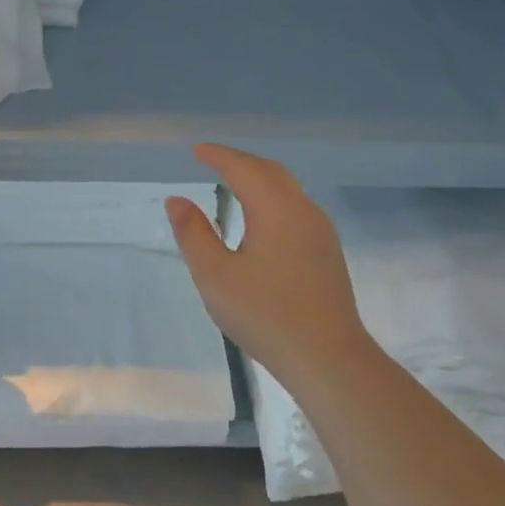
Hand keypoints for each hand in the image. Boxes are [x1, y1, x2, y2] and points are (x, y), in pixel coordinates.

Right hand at [165, 144, 370, 383]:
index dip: (218, 156)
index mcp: (276, 210)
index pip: (243, 169)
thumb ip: (193, 234)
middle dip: (241, 161)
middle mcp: (303, 211)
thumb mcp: (215, 275)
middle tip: (213, 161)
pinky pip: (296, 209)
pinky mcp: (327, 253)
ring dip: (259, 179)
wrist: (326, 355)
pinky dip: (273, 199)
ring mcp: (321, 232)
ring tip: (234, 184)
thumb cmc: (264, 314)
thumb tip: (177, 200)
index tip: (196, 150)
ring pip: (288, 190)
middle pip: (271, 172)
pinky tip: (261, 220)